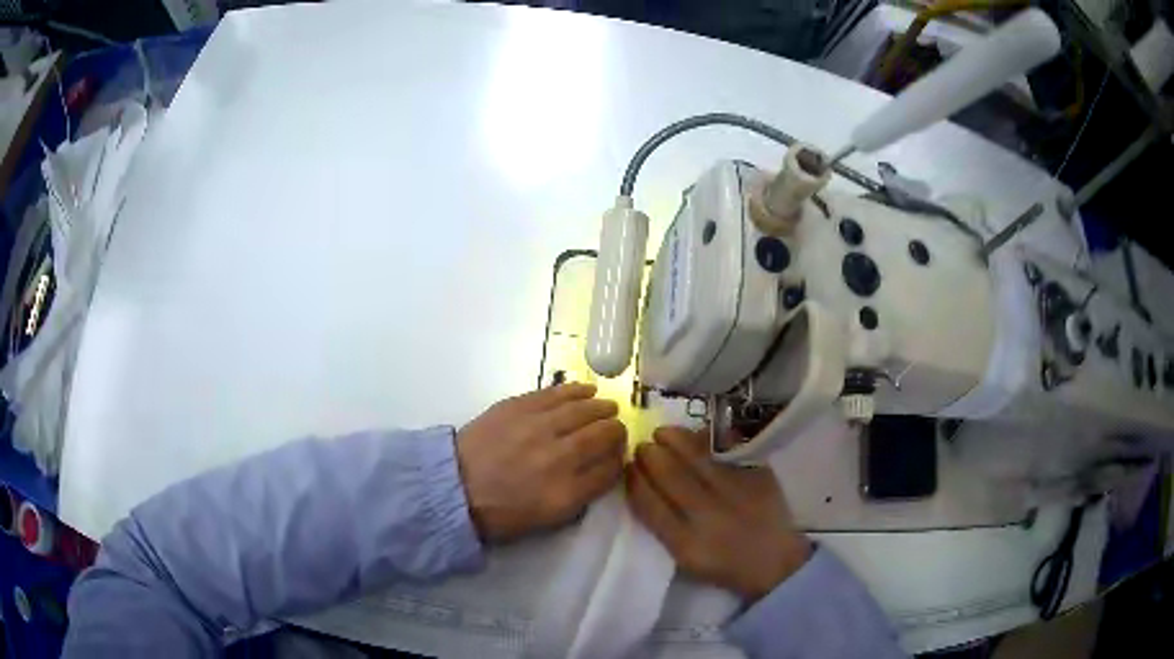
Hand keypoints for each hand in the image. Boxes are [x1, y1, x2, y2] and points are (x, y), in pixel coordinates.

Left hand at [456, 383, 626, 542]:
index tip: (618, 455)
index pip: (610, 469)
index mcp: (567, 492)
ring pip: (583, 410)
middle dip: (615, 431)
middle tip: (616, 429)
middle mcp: (560, 456)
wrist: (456, 487)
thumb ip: (580, 494)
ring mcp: (539, 427)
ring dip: (601, 407)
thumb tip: (601, 470)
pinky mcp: (519, 407)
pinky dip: (575, 391)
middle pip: (603, 436)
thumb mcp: (548, 519)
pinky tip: (587, 390)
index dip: (618, 459)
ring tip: (608, 406)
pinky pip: (556, 394)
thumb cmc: (501, 511)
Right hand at [626, 427, 810, 600]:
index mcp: (687, 544)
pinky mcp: (758, 476)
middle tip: (643, 445)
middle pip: (671, 476)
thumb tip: (642, 483)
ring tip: (663, 433)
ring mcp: (737, 493)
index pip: (650, 505)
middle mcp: (711, 518)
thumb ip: (663, 524)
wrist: (775, 562)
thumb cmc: (723, 563)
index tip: (627, 467)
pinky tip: (694, 435)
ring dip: (674, 439)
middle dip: (650, 455)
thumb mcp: (686, 557)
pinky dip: (706, 438)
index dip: (634, 481)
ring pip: (698, 456)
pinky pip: (727, 449)